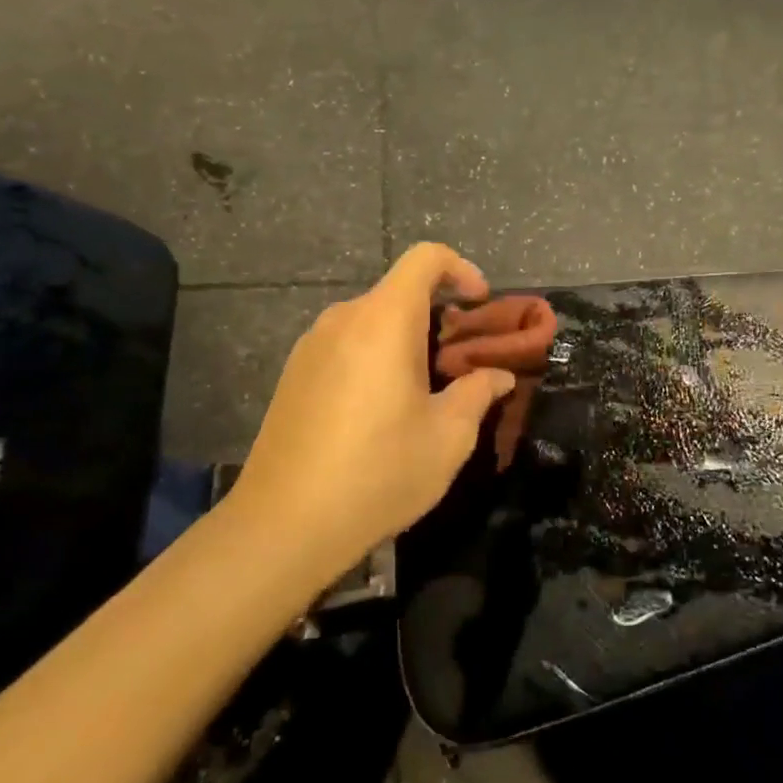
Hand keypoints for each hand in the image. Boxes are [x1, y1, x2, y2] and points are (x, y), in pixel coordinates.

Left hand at [229, 243, 515, 571]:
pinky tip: (381, 412)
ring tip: (425, 393)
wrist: (284, 525)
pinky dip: (375, 357)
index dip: (461, 269)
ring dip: (406, 341)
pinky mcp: (293, 374)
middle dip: (439, 317)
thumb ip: (478, 394)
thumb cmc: (378, 473)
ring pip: (372, 321)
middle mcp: (343, 319)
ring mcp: (311, 346)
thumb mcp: (447, 438)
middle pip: (400, 293)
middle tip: (462, 365)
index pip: (426, 258)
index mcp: (384, 321)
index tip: (480, 306)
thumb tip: (498, 376)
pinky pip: (346, 345)